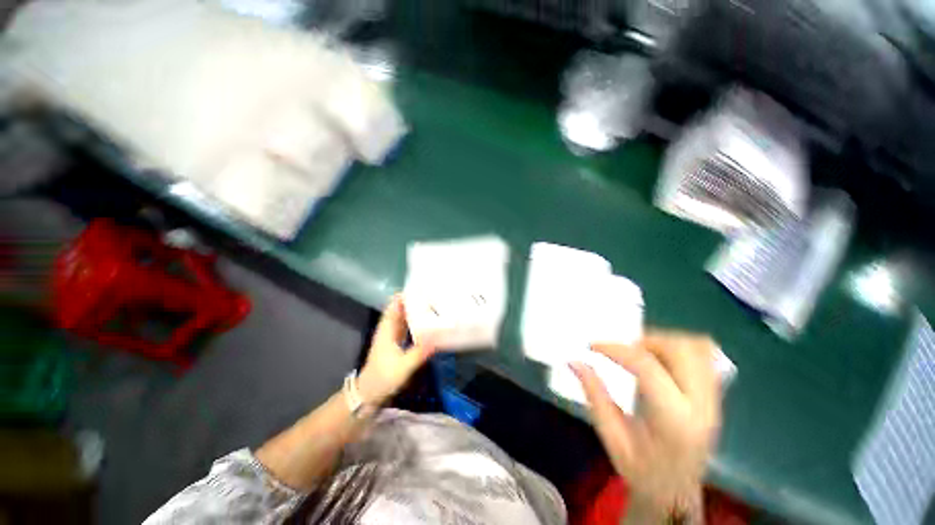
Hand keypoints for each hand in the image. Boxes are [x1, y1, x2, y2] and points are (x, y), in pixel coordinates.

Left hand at [357, 294, 436, 405]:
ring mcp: (391, 336)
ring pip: (403, 317)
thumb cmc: (383, 377)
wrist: (369, 394)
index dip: (405, 294)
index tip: (422, 288)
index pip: (395, 304)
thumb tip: (439, 337)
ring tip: (432, 305)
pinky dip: (414, 322)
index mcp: (388, 328)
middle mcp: (389, 328)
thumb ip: (420, 352)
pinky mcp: (395, 343)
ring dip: (415, 310)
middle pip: (400, 308)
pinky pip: (406, 327)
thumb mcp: (403, 365)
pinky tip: (426, 322)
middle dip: (414, 301)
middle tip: (433, 295)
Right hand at [571, 331, 720, 516]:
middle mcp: (701, 406)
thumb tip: (574, 362)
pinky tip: (660, 360)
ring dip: (663, 342)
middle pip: (680, 350)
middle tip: (621, 350)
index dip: (616, 349)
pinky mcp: (715, 396)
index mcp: (674, 421)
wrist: (676, 494)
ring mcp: (713, 400)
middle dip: (645, 340)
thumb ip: (594, 396)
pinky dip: (679, 348)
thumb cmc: (641, 472)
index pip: (648, 368)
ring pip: (696, 348)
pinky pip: (705, 357)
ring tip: (640, 354)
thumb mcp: (611, 437)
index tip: (592, 346)